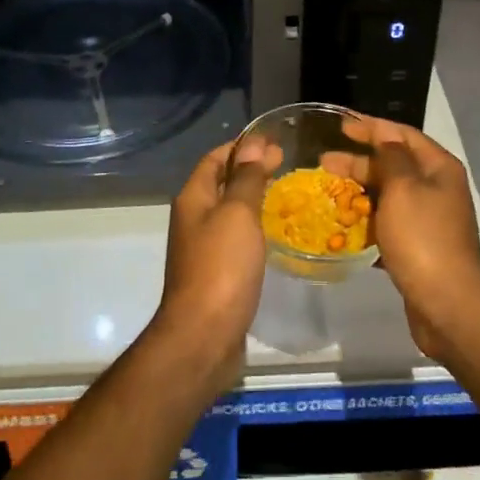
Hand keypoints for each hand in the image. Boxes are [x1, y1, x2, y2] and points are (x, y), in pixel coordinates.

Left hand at [151, 138, 274, 390]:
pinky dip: (253, 228)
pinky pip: (235, 239)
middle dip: (249, 170)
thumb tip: (253, 143)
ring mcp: (203, 249)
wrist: (203, 337)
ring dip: (252, 199)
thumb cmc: (221, 267)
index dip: (241, 146)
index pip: (214, 159)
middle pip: (220, 184)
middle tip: (285, 165)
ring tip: (284, 193)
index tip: (273, 142)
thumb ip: (246, 178)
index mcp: (194, 199)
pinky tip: (274, 234)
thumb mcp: (237, 214)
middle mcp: (194, 219)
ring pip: (229, 213)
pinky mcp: (216, 275)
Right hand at [343, 118, 479, 358]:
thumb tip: (386, 137)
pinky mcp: (417, 247)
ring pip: (388, 196)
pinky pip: (387, 225)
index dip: (371, 127)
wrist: (448, 304)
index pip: (401, 134)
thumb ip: (391, 157)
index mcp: (438, 168)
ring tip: (328, 194)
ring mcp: (428, 220)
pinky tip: (342, 227)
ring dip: (359, 193)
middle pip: (393, 164)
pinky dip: (366, 222)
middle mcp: (436, 188)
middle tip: (323, 162)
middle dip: (359, 162)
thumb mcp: (404, 188)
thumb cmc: (423, 237)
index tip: (341, 125)